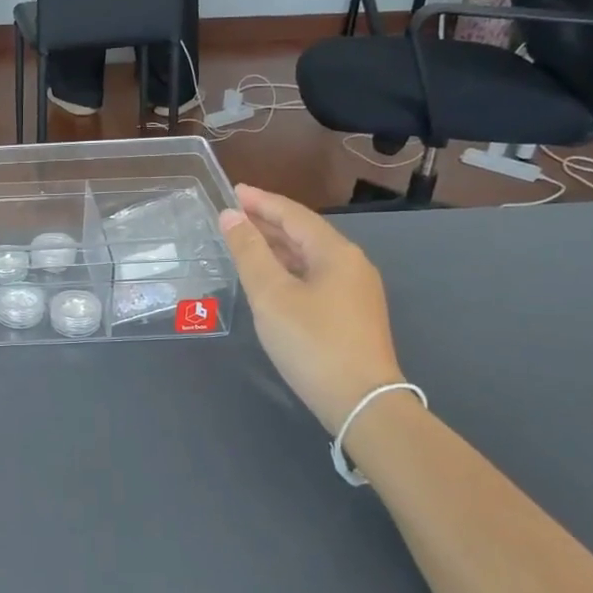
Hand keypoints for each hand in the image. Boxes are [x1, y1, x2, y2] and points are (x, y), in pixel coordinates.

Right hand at [219, 184, 403, 428]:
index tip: (232, 190)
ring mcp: (355, 290)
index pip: (293, 214)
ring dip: (276, 245)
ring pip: (309, 256)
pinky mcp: (352, 314)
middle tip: (232, 214)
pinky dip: (288, 267)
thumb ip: (249, 252)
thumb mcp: (271, 294)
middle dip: (267, 221)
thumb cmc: (312, 342)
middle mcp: (351, 264)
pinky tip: (270, 277)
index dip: (261, 201)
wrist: (361, 401)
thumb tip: (231, 216)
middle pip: (304, 232)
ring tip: (244, 240)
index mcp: (335, 252)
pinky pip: (314, 276)